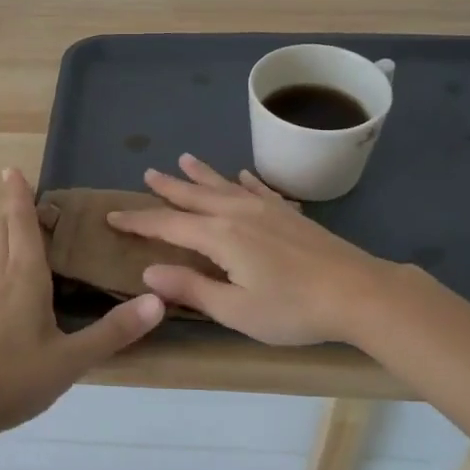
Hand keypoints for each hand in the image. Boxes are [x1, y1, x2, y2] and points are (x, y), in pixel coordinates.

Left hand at [0, 168, 164, 442]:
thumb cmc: (17, 380)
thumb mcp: (74, 360)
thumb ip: (116, 331)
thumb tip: (159, 300)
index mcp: (26, 279)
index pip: (22, 225)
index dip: (18, 196)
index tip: (11, 170)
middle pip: (3, 233)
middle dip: (14, 213)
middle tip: (30, 202)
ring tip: (7, 223)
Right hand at [107, 154, 422, 346]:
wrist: (357, 292)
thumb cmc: (293, 309)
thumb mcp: (236, 310)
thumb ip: (192, 289)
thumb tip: (149, 271)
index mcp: (220, 236)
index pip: (168, 224)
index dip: (138, 221)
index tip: (112, 216)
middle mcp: (237, 213)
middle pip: (194, 196)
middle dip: (167, 188)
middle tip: (146, 174)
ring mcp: (266, 208)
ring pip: (224, 185)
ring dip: (200, 174)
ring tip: (182, 159)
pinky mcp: (289, 213)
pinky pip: (258, 189)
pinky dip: (244, 181)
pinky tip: (241, 175)